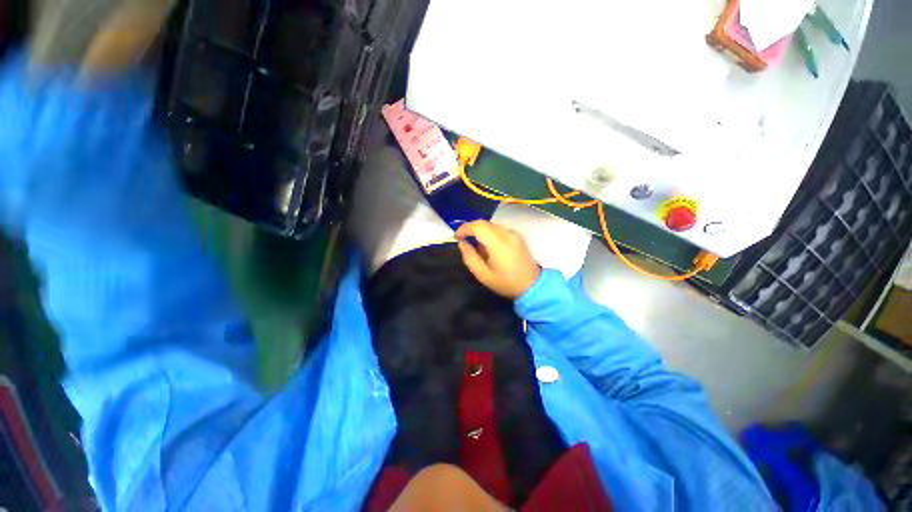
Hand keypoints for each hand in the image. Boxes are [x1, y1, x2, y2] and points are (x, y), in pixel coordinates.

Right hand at [456, 221, 540, 299]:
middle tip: (463, 240)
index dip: (464, 228)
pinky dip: (490, 233)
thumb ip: (469, 257)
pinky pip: (499, 229)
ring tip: (476, 245)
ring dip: (480, 231)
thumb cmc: (505, 283)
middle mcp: (507, 234)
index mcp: (498, 244)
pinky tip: (489, 246)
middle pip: (484, 223)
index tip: (457, 236)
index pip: (478, 227)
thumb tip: (462, 243)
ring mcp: (514, 233)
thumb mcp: (482, 274)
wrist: (532, 286)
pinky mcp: (518, 236)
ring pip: (491, 225)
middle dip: (471, 228)